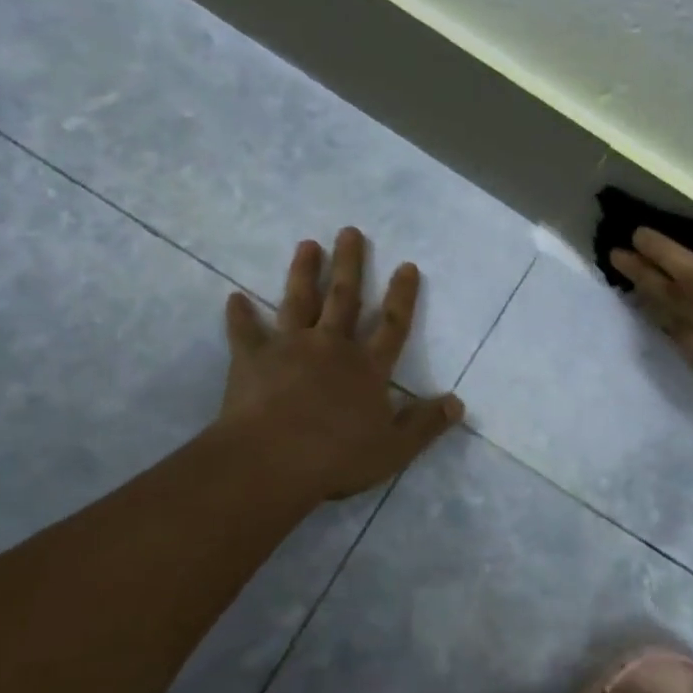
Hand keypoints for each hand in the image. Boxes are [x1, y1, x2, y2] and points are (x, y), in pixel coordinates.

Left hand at [219, 228, 462, 499]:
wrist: (273, 460)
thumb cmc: (337, 457)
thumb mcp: (394, 448)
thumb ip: (425, 424)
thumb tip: (458, 404)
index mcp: (367, 368)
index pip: (393, 325)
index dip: (402, 295)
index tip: (407, 265)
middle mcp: (331, 347)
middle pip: (344, 298)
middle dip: (349, 264)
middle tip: (349, 231)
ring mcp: (290, 347)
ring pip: (298, 301)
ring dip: (303, 272)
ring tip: (307, 245)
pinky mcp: (252, 359)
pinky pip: (245, 332)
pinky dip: (239, 315)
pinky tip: (234, 298)